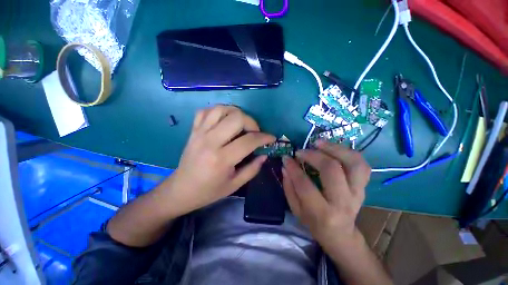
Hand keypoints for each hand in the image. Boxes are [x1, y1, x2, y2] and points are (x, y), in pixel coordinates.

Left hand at [164, 105, 275, 216]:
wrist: (181, 189)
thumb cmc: (209, 191)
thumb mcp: (235, 185)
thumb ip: (253, 169)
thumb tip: (265, 154)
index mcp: (221, 159)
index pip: (249, 140)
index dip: (264, 137)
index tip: (271, 138)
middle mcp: (210, 141)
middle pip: (236, 118)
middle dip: (252, 122)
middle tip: (254, 132)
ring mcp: (199, 133)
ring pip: (222, 109)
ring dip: (236, 113)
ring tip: (241, 124)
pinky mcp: (193, 130)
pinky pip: (206, 111)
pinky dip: (219, 111)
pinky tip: (224, 120)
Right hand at [282, 141, 369, 253]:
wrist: (340, 234)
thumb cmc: (314, 223)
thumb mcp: (296, 209)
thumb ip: (289, 187)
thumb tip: (285, 166)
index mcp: (322, 213)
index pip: (305, 185)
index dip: (293, 168)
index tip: (286, 157)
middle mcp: (343, 202)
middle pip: (331, 170)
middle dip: (313, 155)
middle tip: (301, 151)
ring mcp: (357, 193)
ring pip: (353, 163)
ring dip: (334, 148)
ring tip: (318, 142)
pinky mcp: (364, 187)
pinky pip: (362, 164)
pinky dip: (348, 152)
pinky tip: (333, 148)